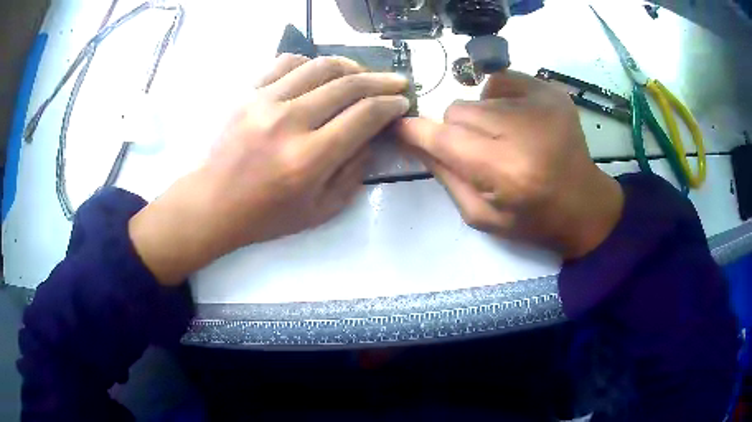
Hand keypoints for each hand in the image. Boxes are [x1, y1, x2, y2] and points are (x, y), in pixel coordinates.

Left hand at [130, 54, 409, 284]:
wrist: (214, 203)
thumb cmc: (268, 215)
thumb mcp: (321, 210)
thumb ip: (354, 172)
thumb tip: (372, 135)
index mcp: (310, 158)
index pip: (364, 115)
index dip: (390, 105)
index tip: (401, 102)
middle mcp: (289, 122)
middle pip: (347, 85)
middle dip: (381, 80)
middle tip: (396, 81)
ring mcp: (265, 102)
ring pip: (320, 66)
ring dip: (351, 66)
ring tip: (363, 73)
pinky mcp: (248, 93)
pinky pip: (286, 63)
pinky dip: (311, 62)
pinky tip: (320, 72)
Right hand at [397, 70, 623, 258]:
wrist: (583, 205)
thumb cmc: (533, 220)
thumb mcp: (481, 215)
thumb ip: (444, 175)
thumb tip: (413, 139)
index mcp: (505, 171)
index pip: (442, 138)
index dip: (414, 132)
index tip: (399, 128)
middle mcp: (523, 130)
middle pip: (457, 112)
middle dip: (456, 132)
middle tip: (478, 153)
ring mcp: (540, 103)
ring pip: (477, 98)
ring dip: (480, 119)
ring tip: (504, 140)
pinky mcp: (550, 91)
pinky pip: (501, 82)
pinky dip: (498, 100)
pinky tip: (517, 122)